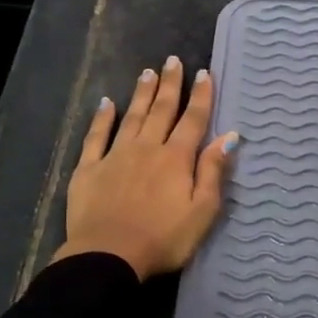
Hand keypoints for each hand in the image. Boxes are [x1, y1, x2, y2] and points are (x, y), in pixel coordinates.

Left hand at [53, 56, 238, 279]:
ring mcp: (115, 156)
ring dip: (141, 94)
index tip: (204, 73)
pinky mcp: (89, 168)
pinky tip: (105, 103)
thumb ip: (213, 171)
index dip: (200, 96)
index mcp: (177, 159)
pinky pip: (96, 136)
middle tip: (172, 61)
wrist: (108, 256)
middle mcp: (147, 148)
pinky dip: (102, 118)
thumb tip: (229, 136)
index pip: (193, 120)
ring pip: (131, 116)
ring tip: (147, 72)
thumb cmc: (163, 239)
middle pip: (161, 110)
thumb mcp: (202, 211)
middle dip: (170, 85)